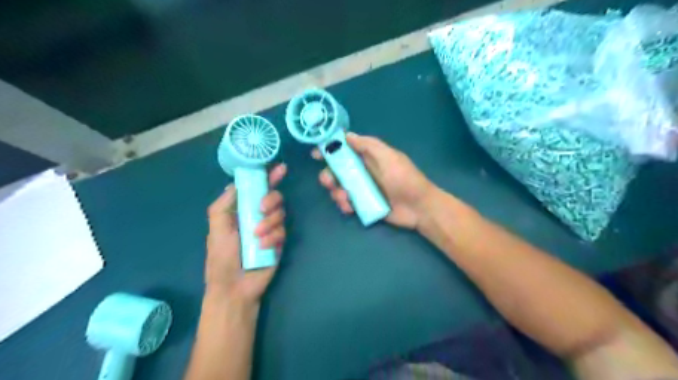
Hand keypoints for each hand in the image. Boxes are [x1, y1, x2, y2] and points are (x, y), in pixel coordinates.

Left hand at [202, 161, 283, 304]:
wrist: (235, 286)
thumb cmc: (222, 256)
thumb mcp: (216, 228)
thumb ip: (224, 204)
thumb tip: (236, 184)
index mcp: (241, 210)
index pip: (256, 188)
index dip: (268, 176)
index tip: (280, 168)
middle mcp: (257, 215)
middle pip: (273, 197)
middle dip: (270, 199)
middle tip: (262, 208)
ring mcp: (270, 228)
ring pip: (280, 213)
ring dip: (269, 222)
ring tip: (257, 236)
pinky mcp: (278, 241)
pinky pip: (282, 230)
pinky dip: (272, 237)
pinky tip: (263, 247)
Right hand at [314, 134, 436, 228]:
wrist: (419, 208)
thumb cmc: (405, 179)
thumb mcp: (389, 157)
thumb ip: (369, 146)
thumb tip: (347, 136)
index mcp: (368, 157)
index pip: (345, 149)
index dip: (329, 149)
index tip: (316, 154)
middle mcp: (362, 171)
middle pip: (336, 170)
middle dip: (328, 175)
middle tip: (329, 182)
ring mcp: (362, 189)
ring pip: (339, 187)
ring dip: (336, 192)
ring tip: (345, 199)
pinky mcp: (363, 204)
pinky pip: (346, 203)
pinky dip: (344, 205)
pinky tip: (350, 208)